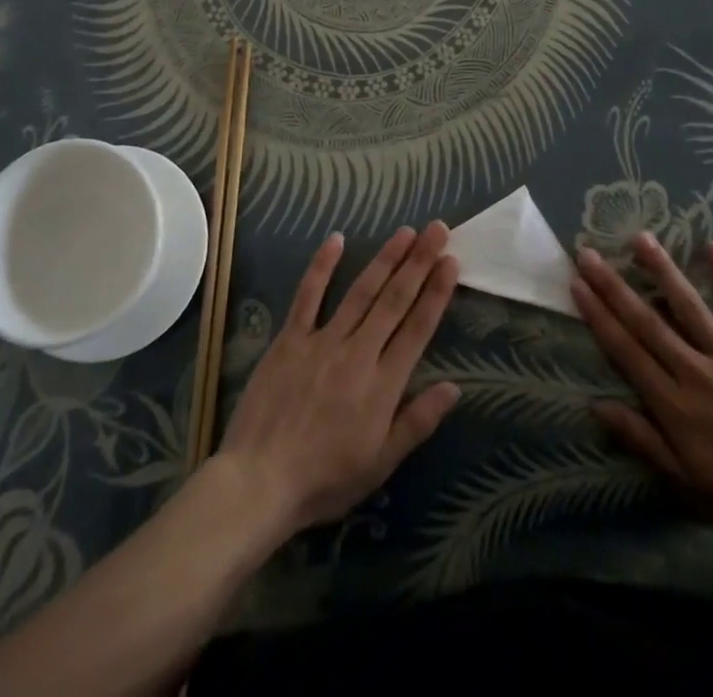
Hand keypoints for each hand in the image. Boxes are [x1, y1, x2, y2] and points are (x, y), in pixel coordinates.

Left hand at [217, 222, 460, 535]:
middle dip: (418, 262)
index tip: (452, 261)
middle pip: (394, 300)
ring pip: (361, 291)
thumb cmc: (324, 480)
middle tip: (437, 229)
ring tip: (405, 232)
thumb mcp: (380, 463)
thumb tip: (454, 387)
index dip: (436, 293)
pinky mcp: (290, 339)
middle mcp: (358, 353)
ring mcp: (322, 341)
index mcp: (382, 385)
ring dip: (385, 258)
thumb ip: (417, 422)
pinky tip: (336, 239)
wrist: (258, 482)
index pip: (417, 328)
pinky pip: (308, 296)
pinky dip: (322, 266)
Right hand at [571, 232, 712, 561]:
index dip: (598, 315)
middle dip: (613, 286)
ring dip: (661, 270)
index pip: (625, 350)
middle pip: (646, 321)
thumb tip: (596, 405)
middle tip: (588, 253)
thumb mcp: (686, 483)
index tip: (576, 285)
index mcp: (673, 405)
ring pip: (689, 306)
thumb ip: (642, 440)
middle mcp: (695, 372)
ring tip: (639, 238)